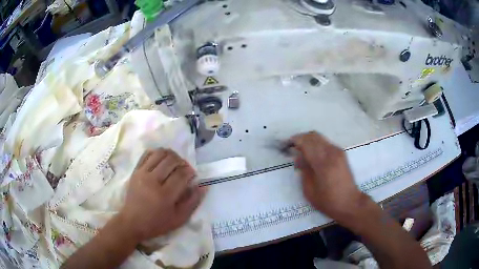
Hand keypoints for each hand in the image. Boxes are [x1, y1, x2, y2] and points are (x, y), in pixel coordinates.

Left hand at [117, 148, 205, 242]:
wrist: (132, 222)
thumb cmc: (157, 223)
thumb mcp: (179, 219)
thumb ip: (193, 202)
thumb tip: (204, 186)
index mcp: (165, 195)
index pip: (181, 174)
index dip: (190, 172)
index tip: (192, 175)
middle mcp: (153, 181)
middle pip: (171, 160)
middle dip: (182, 161)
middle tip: (184, 169)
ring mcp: (142, 174)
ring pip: (159, 153)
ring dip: (170, 155)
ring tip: (174, 162)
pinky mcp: (135, 171)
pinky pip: (147, 154)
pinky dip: (157, 153)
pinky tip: (161, 160)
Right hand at [290, 132, 365, 223]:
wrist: (349, 202)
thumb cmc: (328, 201)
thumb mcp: (309, 190)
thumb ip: (303, 170)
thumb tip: (298, 157)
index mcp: (323, 163)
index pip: (306, 142)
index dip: (294, 141)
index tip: (286, 145)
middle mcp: (331, 153)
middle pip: (313, 136)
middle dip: (300, 139)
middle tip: (292, 148)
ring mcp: (338, 151)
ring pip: (319, 137)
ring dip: (308, 141)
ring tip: (301, 152)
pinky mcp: (341, 153)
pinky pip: (325, 143)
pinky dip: (316, 144)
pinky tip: (312, 155)